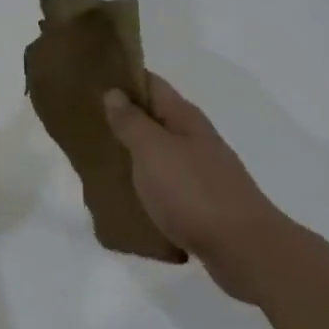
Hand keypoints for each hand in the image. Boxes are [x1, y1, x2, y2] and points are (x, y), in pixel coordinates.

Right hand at [103, 72, 293, 301]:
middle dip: (122, 117)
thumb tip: (114, 92)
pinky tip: (125, 194)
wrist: (246, 251)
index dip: (123, 78)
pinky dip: (144, 184)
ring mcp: (200, 172)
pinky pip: (165, 184)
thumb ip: (132, 122)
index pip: (151, 84)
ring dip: (132, 151)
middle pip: (154, 118)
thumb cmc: (194, 192)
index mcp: (185, 119)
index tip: (90, 78)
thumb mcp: (153, 150)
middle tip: (83, 120)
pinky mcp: (201, 204)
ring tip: (96, 157)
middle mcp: (195, 139)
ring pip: (158, 152)